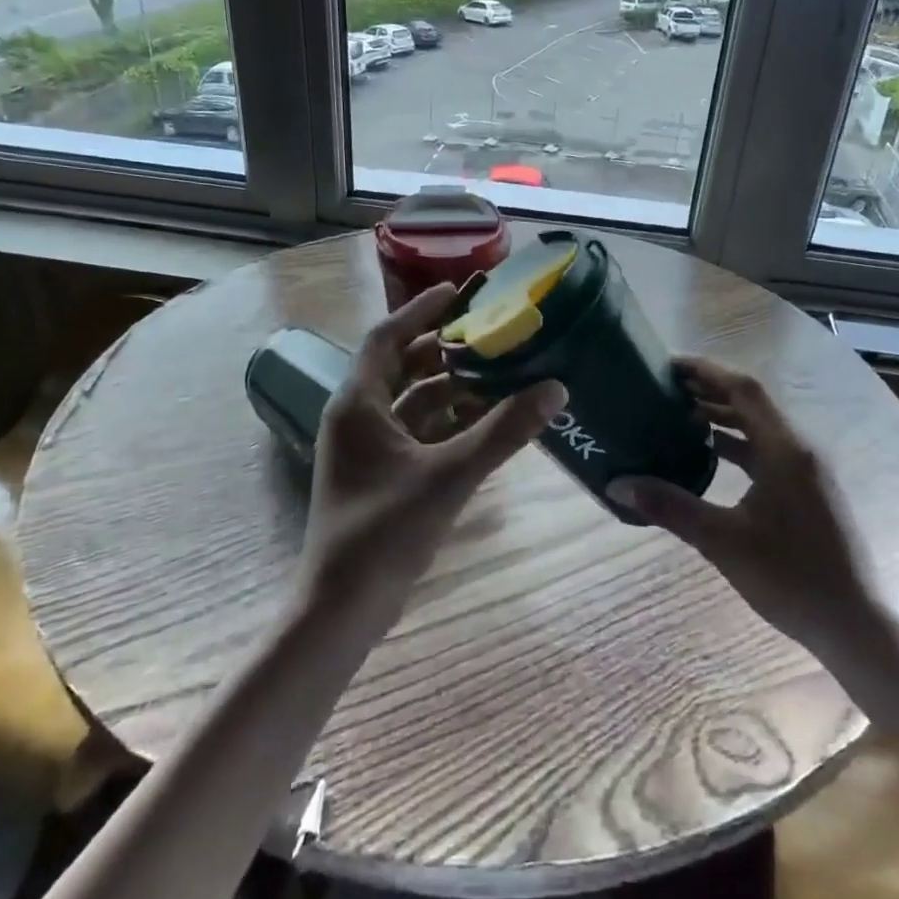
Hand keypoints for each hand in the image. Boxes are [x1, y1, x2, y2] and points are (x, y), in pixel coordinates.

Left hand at [303, 283, 565, 628]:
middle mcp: (357, 416)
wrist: (344, 607)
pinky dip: (448, 422)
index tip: (458, 291)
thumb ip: (503, 432)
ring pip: (413, 402)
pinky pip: (417, 432)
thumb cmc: (385, 532)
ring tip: (500, 374)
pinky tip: (486, 422)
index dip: (420, 310)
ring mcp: (367, 448)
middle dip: (445, 350)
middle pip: (403, 366)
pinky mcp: (381, 474)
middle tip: (492, 335)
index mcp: (358, 402)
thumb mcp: (450, 476)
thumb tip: (555, 388)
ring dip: (452, 388)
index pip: (387, 337)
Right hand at [608, 356, 893, 656]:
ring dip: (722, 418)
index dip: (706, 372)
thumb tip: (618, 484)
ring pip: (760, 429)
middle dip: (709, 392)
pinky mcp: (808, 491)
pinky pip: (767, 452)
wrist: (854, 625)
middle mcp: (800, 450)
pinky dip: (736, 445)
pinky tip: (708, 457)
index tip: (669, 365)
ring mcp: (808, 471)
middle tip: (665, 389)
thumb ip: (670, 507)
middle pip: (752, 404)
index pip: (744, 390)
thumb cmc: (790, 578)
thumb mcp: (722, 541)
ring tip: (678, 417)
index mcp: (785, 450)